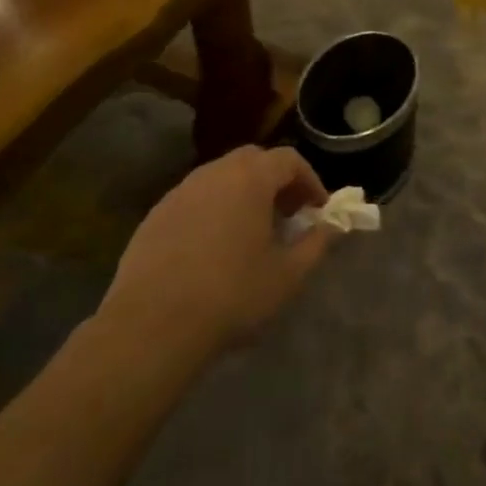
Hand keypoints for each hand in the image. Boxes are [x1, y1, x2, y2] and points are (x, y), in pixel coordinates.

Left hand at [103, 145, 333, 362]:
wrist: (153, 325)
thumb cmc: (232, 294)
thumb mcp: (288, 274)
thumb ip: (317, 243)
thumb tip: (332, 226)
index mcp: (249, 179)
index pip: (288, 159)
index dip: (310, 181)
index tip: (318, 211)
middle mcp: (212, 174)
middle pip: (252, 160)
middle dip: (276, 182)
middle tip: (288, 216)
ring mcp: (178, 193)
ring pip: (220, 178)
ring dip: (243, 195)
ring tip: (253, 234)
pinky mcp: (155, 216)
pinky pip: (195, 200)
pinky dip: (214, 210)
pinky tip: (214, 249)